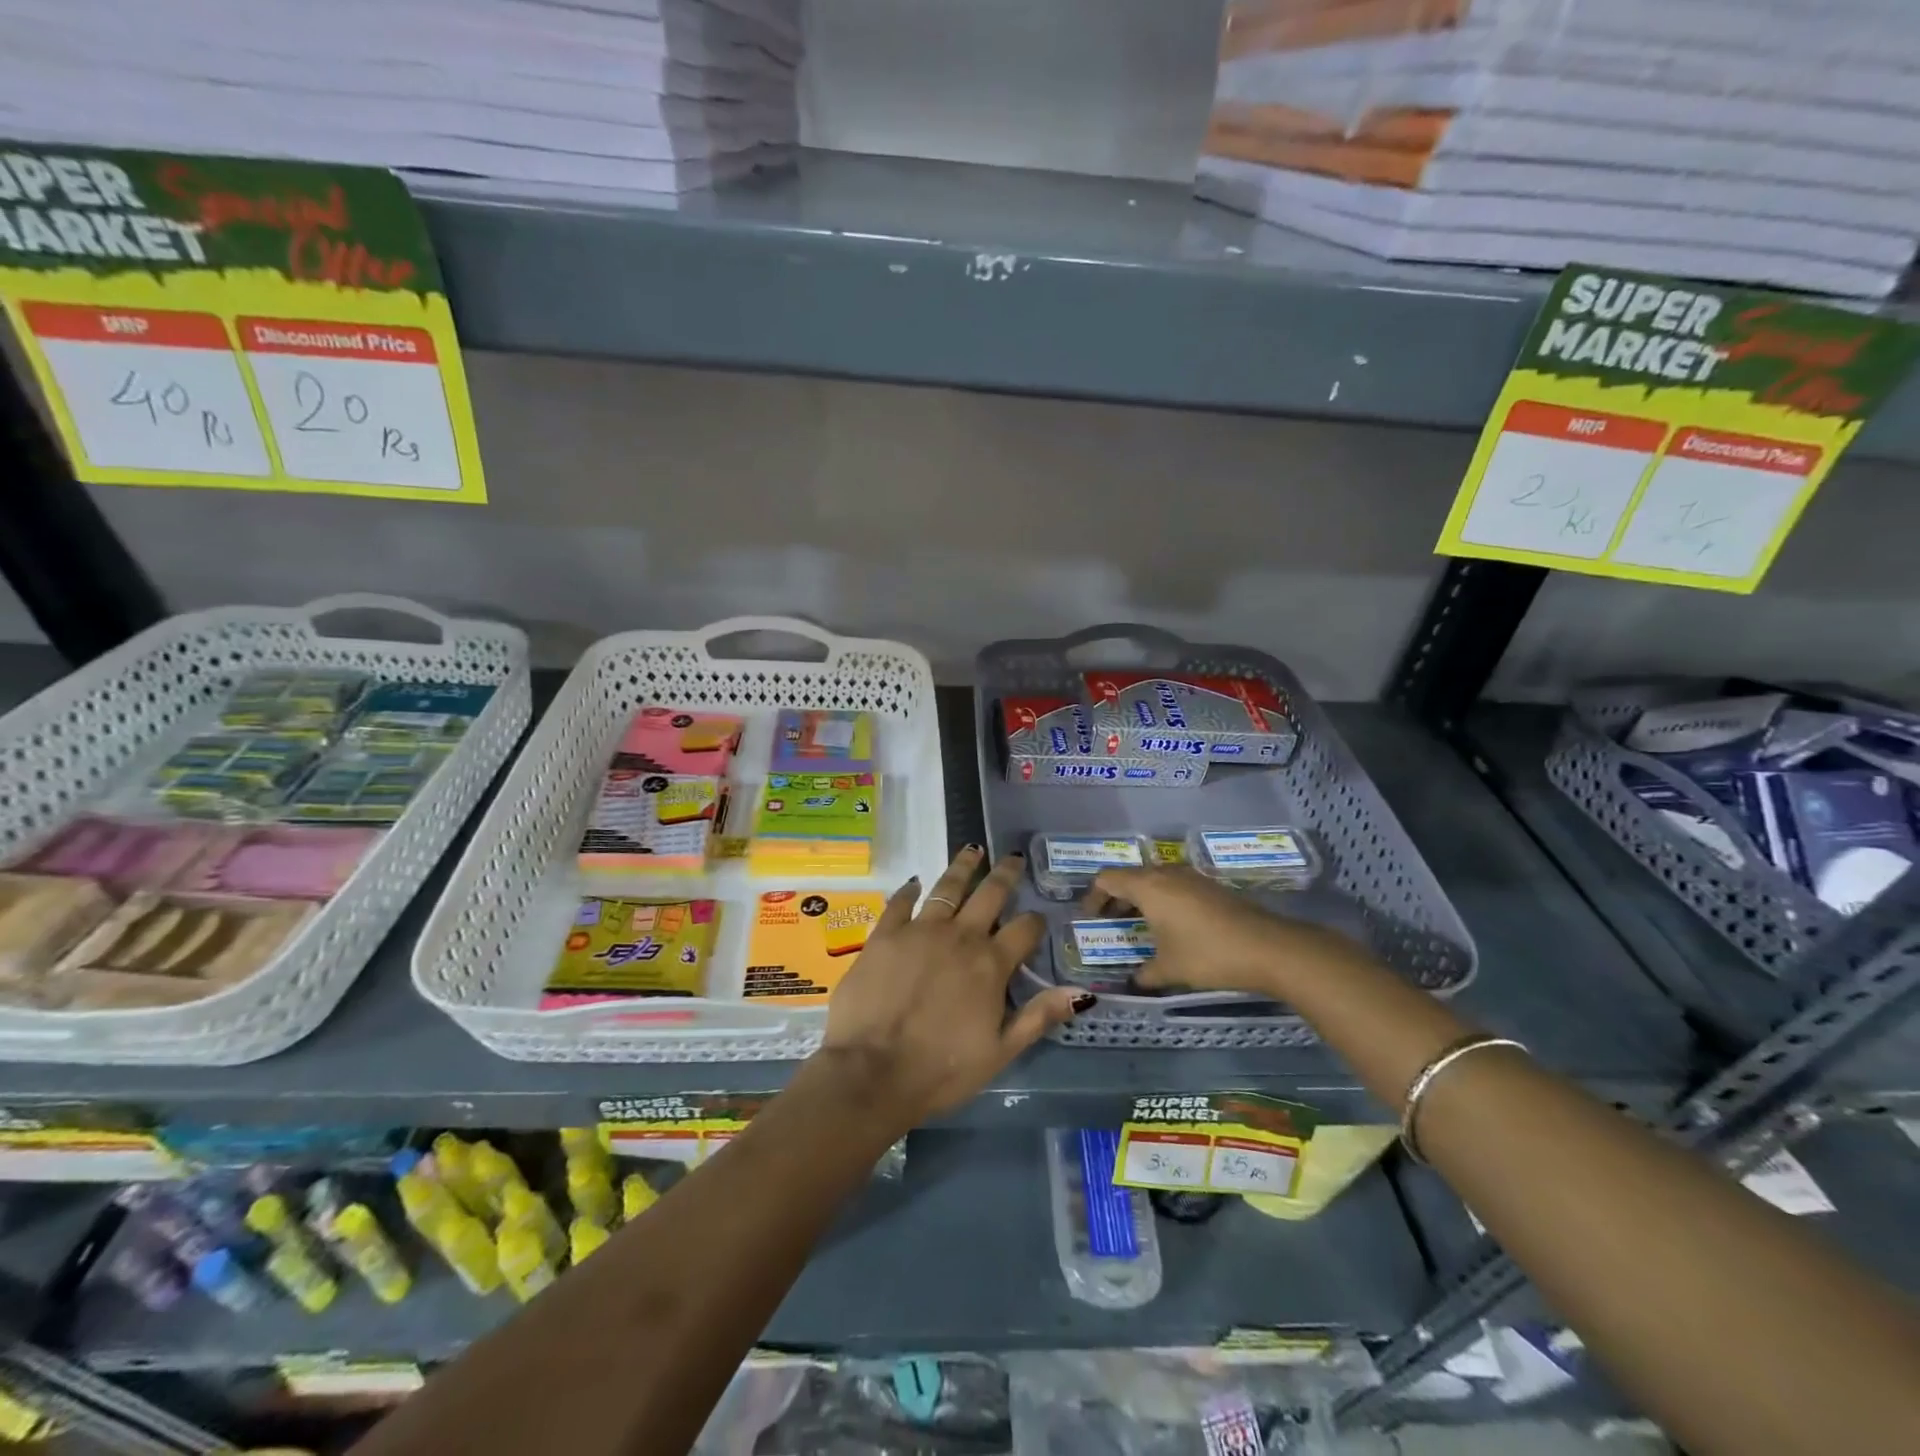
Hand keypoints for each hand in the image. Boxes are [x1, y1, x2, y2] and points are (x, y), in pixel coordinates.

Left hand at [819, 846, 1088, 1127]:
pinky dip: (910, 890)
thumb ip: (1039, 1017)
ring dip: (963, 867)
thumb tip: (1082, 993)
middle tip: (1014, 858)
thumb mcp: (1000, 1052)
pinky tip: (915, 882)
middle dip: (1005, 874)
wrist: (872, 1073)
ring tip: (972, 850)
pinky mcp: (884, 934)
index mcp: (990, 964)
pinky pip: (900, 902)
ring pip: (947, 887)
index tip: (1038, 919)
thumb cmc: (942, 1069)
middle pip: (990, 894)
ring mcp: (920, 930)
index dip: (1035, 922)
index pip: (1024, 930)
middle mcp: (960, 936)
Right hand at [1087, 865, 1374, 995]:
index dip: (1093, 896)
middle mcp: (1166, 873)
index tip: (1089, 919)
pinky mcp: (1211, 886)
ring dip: (1140, 898)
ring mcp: (1191, 877)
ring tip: (1138, 926)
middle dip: (1115, 898)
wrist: (1268, 947)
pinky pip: (1174, 886)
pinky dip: (1162, 900)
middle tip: (1109, 923)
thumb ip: (1145, 974)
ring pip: (1154, 879)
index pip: (1107, 879)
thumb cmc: (1208, 954)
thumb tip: (1134, 982)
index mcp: (1148, 886)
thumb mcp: (1169, 970)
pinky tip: (1170, 926)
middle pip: (1130, 876)